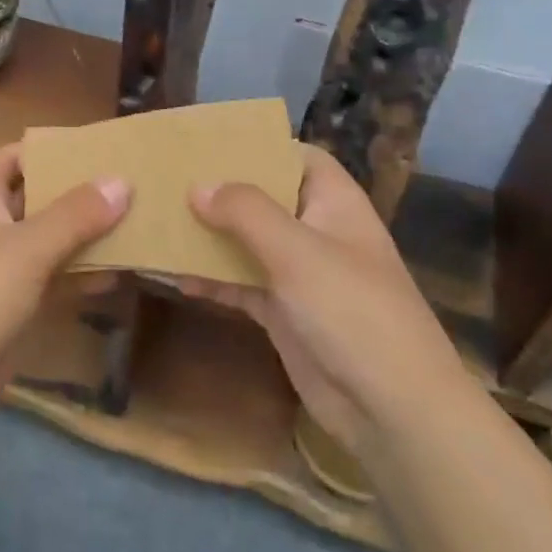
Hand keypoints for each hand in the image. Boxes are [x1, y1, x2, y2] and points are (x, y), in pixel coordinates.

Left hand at [0, 143, 129, 428]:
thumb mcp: (27, 248)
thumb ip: (76, 214)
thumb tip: (122, 180)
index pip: (19, 155)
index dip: (57, 149)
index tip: (104, 147)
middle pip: (39, 197)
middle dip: (82, 194)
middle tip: (135, 185)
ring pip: (49, 241)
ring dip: (86, 236)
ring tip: (140, 225)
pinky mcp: (8, 306)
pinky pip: (50, 280)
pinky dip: (79, 276)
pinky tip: (120, 274)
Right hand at [179, 144, 464, 451]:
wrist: (391, 409)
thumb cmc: (352, 311)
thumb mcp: (297, 251)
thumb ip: (246, 212)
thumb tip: (198, 186)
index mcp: (334, 202)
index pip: (297, 156)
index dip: (259, 145)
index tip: (209, 142)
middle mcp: (316, 230)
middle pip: (265, 198)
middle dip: (221, 191)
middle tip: (169, 180)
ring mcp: (300, 274)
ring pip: (248, 242)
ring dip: (210, 236)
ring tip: (160, 223)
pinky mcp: (284, 312)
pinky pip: (242, 284)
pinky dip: (213, 280)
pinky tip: (176, 276)